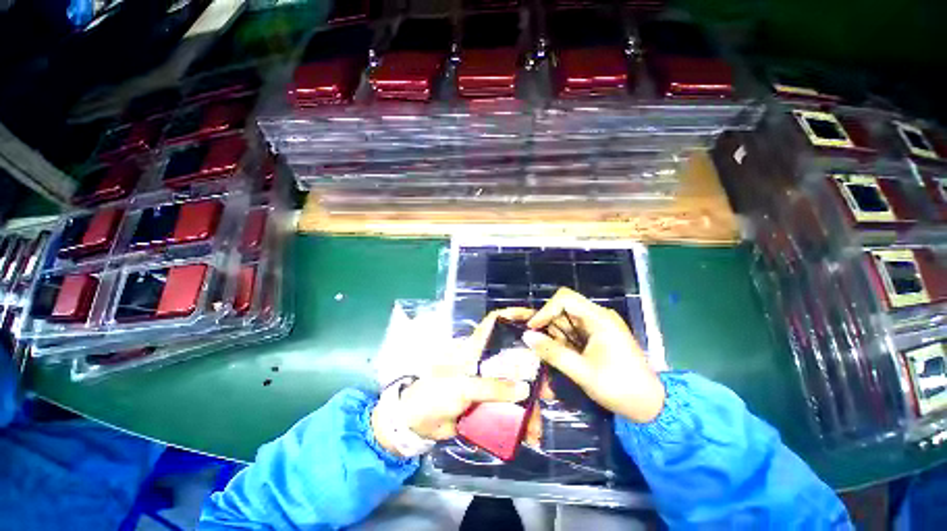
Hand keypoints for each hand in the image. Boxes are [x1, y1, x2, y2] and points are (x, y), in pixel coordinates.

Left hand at [371, 308, 539, 455]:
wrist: (417, 424)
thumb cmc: (435, 394)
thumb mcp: (461, 387)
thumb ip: (491, 388)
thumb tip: (525, 389)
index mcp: (476, 348)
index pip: (495, 322)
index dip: (513, 315)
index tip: (534, 319)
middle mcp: (486, 361)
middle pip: (514, 356)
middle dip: (534, 371)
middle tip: (549, 390)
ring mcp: (488, 382)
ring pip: (515, 386)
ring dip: (529, 404)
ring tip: (537, 427)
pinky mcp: (488, 402)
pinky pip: (509, 408)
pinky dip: (520, 421)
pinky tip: (529, 436)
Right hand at [524, 287, 664, 422]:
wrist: (651, 406)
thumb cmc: (619, 388)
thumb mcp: (582, 372)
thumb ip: (553, 352)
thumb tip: (527, 336)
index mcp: (599, 319)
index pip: (565, 299)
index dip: (545, 310)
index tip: (533, 328)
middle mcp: (598, 316)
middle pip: (564, 308)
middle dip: (549, 325)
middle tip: (540, 346)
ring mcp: (599, 325)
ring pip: (566, 319)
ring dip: (555, 335)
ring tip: (555, 355)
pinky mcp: (598, 334)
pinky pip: (573, 330)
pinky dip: (563, 340)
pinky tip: (564, 355)